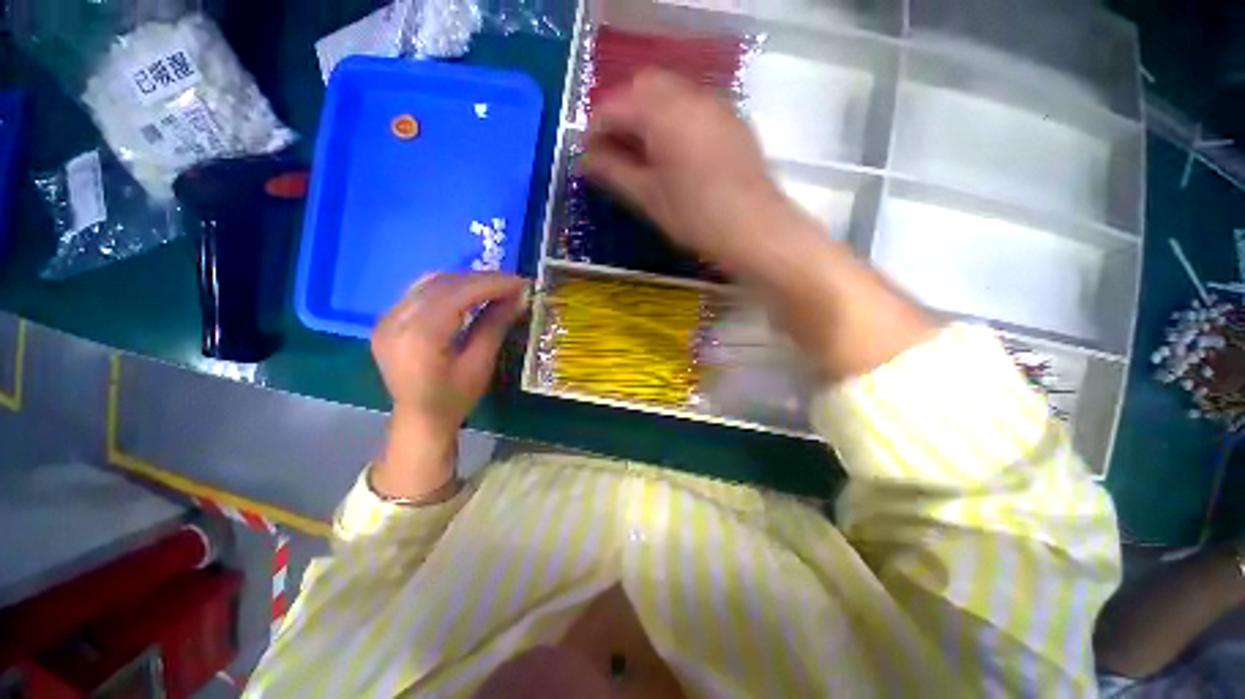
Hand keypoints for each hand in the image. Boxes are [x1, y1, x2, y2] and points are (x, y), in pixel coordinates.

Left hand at [370, 272, 526, 499]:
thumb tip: (519, 297)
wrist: (419, 418)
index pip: (458, 294)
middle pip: (443, 284)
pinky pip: (419, 292)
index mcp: (420, 337)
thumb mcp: (480, 364)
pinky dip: (448, 287)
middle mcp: (397, 321)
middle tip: (512, 284)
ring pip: (430, 283)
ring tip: (494, 287)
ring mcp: (387, 319)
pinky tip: (468, 293)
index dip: (492, 284)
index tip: (521, 283)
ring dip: (465, 280)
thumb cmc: (455, 398)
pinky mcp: (387, 320)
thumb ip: (496, 325)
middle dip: (482, 279)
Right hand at [583, 69, 794, 275]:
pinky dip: (673, 119)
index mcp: (664, 114)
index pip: (615, 105)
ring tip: (641, 153)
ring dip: (647, 114)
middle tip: (614, 150)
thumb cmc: (696, 217)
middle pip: (643, 87)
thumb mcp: (648, 198)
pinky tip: (673, 151)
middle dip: (622, 113)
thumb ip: (613, 172)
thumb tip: (585, 160)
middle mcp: (691, 97)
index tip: (587, 154)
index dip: (595, 127)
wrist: (754, 229)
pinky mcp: (732, 120)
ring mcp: (716, 105)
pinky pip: (694, 106)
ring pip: (671, 93)